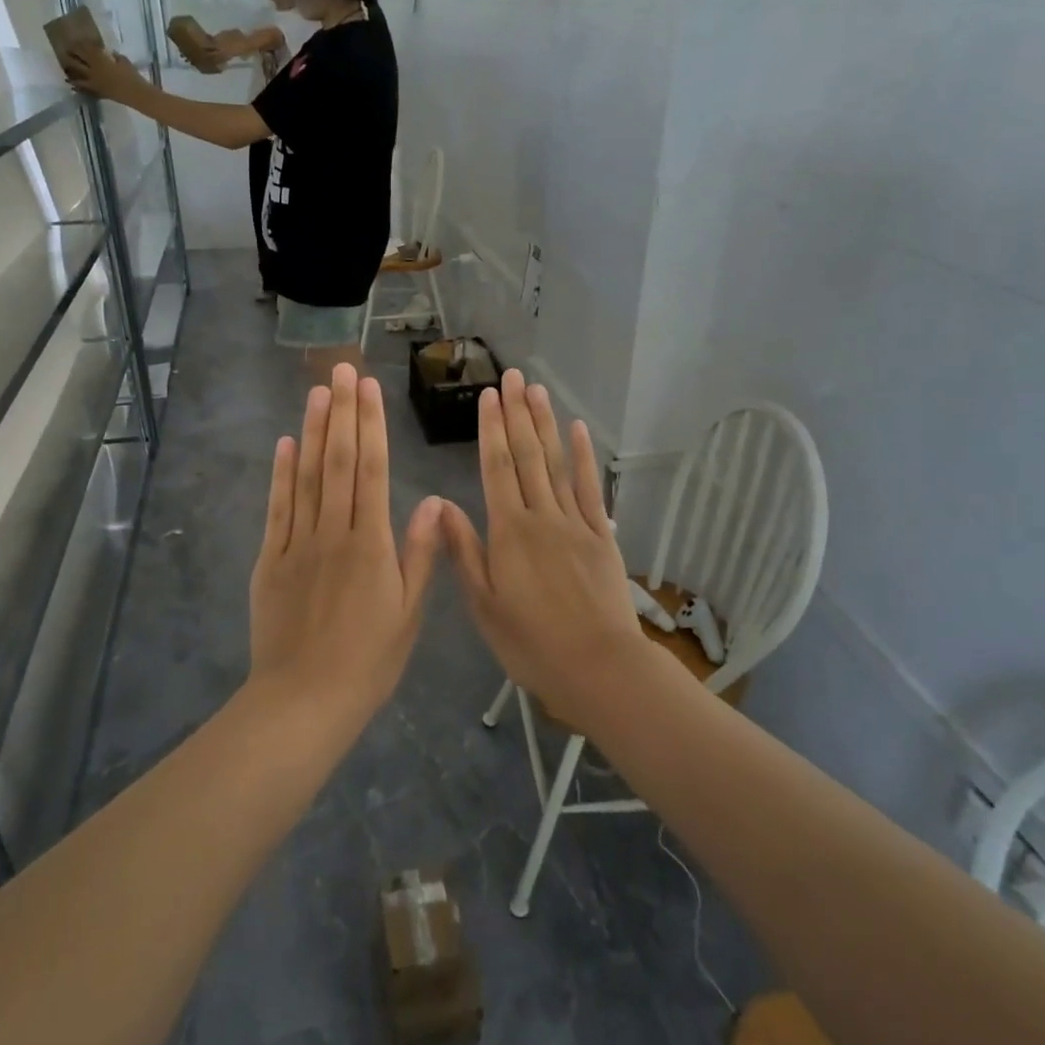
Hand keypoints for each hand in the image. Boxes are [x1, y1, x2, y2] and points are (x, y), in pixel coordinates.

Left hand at [64, 44, 146, 102]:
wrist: (136, 95)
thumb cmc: (132, 76)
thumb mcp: (125, 62)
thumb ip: (116, 57)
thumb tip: (111, 53)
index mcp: (101, 61)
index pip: (87, 49)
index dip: (81, 43)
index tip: (76, 38)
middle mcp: (94, 71)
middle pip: (79, 60)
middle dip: (72, 54)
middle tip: (65, 49)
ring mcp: (95, 83)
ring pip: (78, 76)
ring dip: (70, 71)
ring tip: (65, 68)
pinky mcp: (98, 92)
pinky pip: (85, 89)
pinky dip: (78, 87)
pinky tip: (72, 85)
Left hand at [249, 364, 443, 720]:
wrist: (303, 701)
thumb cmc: (368, 661)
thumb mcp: (409, 613)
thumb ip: (421, 553)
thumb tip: (434, 500)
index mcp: (370, 543)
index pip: (371, 470)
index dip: (370, 425)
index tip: (369, 388)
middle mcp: (332, 531)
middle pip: (337, 461)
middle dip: (341, 412)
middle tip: (342, 370)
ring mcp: (296, 543)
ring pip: (305, 476)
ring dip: (311, 431)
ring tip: (317, 392)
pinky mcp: (269, 560)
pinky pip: (276, 509)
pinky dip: (280, 474)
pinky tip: (284, 445)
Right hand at [441, 369, 643, 717]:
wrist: (598, 668)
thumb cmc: (531, 643)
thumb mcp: (484, 604)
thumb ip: (464, 551)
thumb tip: (442, 504)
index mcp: (509, 532)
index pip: (497, 468)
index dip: (492, 429)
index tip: (489, 396)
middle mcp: (542, 516)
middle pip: (528, 456)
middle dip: (518, 414)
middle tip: (514, 376)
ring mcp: (576, 523)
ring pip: (558, 464)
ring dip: (547, 424)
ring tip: (538, 391)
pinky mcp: (602, 536)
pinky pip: (592, 489)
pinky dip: (586, 458)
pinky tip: (580, 431)